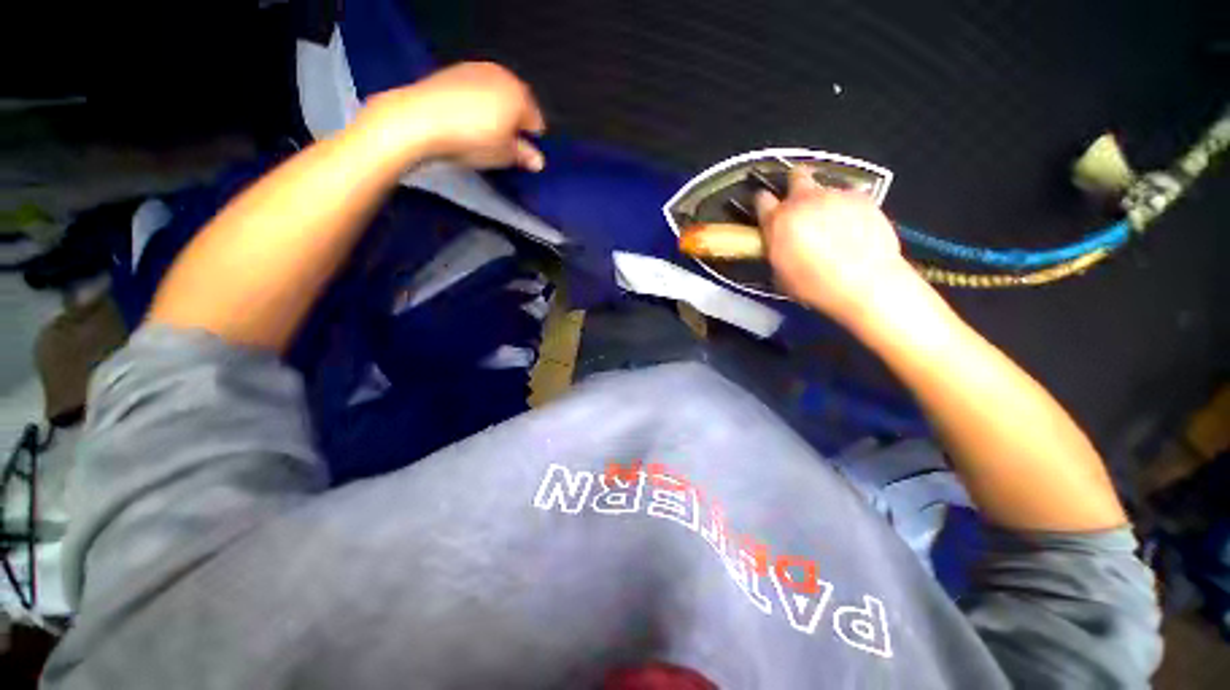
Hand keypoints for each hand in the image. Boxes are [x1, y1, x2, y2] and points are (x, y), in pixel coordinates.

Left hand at [363, 62, 546, 170]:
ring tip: (480, 132)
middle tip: (501, 143)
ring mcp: (476, 69)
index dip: (530, 140)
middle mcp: (502, 75)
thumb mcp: (504, 155)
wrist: (420, 119)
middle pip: (517, 104)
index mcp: (520, 96)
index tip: (519, 154)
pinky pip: (475, 89)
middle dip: (513, 122)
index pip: (536, 122)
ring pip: (496, 95)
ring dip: (495, 111)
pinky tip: (464, 118)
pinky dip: (475, 102)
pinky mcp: (453, 70)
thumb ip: (525, 156)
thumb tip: (538, 161)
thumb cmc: (473, 139)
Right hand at [755, 168, 923, 327]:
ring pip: (824, 189)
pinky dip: (847, 208)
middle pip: (796, 176)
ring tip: (832, 223)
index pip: (761, 199)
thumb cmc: (814, 285)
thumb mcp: (781, 272)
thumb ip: (776, 247)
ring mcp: (834, 195)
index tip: (768, 211)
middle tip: (800, 202)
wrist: (864, 282)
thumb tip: (779, 241)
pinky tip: (854, 226)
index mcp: (778, 221)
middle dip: (796, 184)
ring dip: (823, 202)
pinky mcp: (861, 197)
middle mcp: (803, 201)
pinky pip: (849, 197)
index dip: (764, 204)